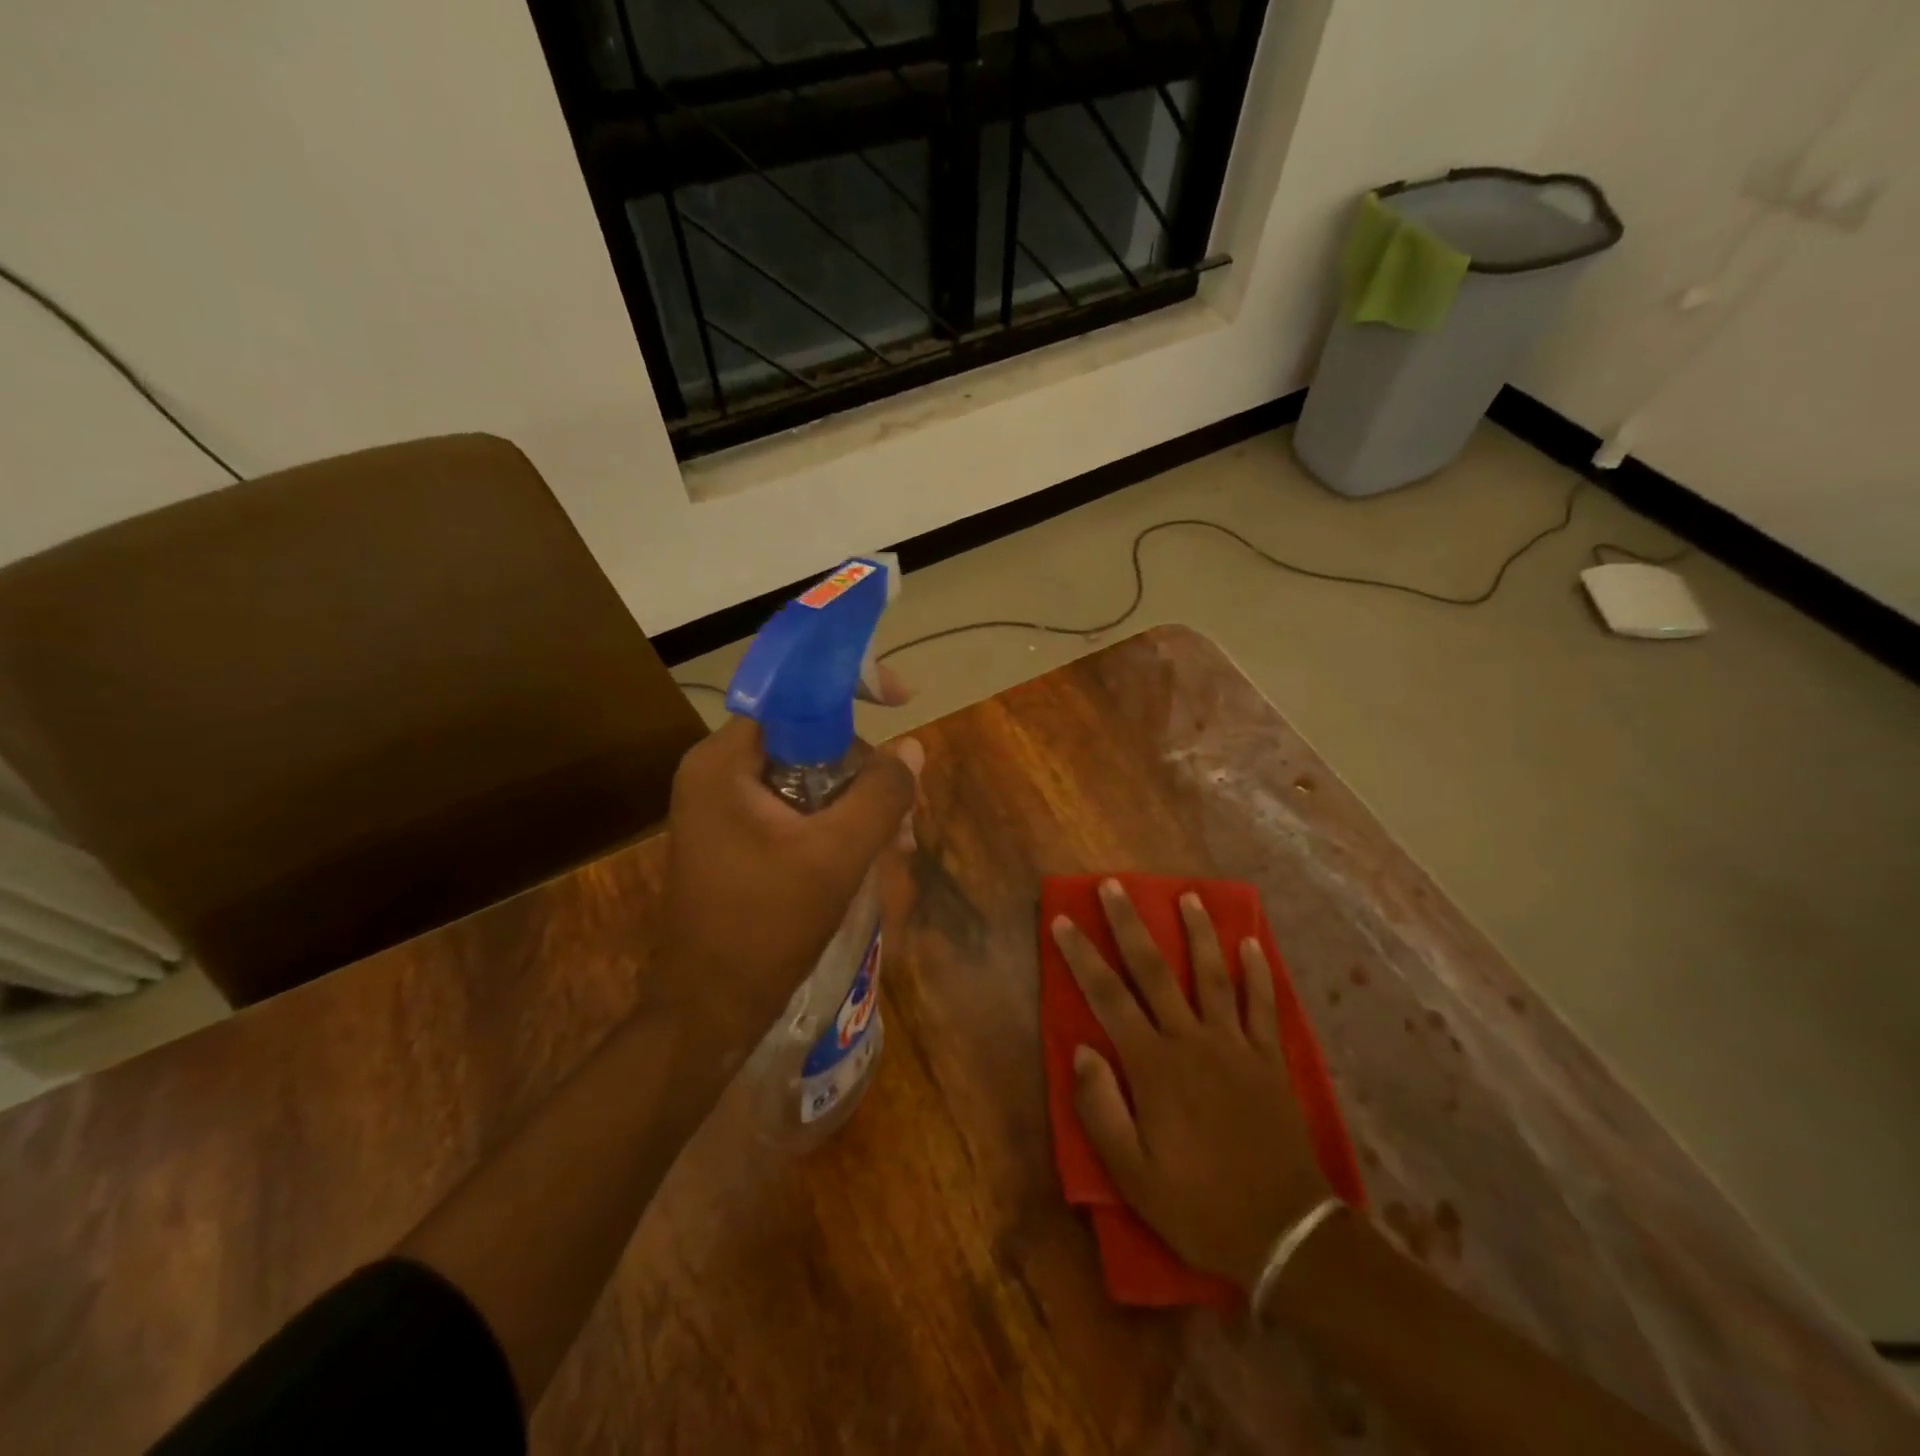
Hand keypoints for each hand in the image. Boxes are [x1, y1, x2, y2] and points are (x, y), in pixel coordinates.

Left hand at [660, 716, 921, 1036]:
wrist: (709, 1010)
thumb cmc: (765, 926)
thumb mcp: (836, 855)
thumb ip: (881, 794)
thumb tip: (912, 748)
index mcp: (724, 762)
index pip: (792, 696)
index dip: (850, 689)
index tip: (902, 699)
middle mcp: (718, 774)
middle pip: (807, 739)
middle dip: (864, 770)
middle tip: (906, 814)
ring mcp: (726, 809)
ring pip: (809, 779)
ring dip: (859, 803)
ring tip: (900, 845)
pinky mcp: (739, 839)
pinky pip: (797, 811)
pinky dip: (837, 825)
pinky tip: (875, 855)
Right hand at [1051, 880, 1330, 1288]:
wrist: (1286, 1235)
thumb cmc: (1198, 1205)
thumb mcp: (1132, 1174)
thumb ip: (1100, 1109)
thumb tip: (1082, 1049)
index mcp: (1153, 1066)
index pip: (1108, 997)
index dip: (1082, 956)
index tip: (1064, 920)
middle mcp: (1192, 1041)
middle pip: (1154, 971)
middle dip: (1130, 924)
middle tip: (1114, 884)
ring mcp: (1236, 1046)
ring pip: (1212, 975)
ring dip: (1198, 933)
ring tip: (1188, 896)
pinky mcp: (1270, 1060)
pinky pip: (1263, 1006)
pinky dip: (1258, 973)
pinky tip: (1252, 944)